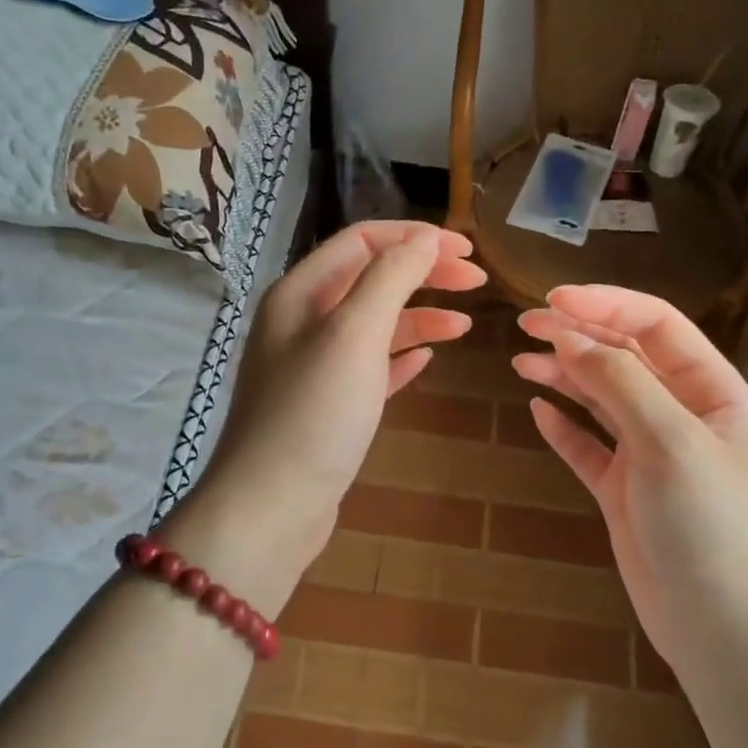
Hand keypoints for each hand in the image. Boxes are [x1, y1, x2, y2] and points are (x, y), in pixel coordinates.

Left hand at [176, 222, 485, 604]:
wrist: (271, 509)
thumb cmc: (314, 414)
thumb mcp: (355, 334)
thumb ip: (390, 278)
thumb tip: (425, 238)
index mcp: (300, 293)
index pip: (362, 242)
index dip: (415, 238)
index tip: (468, 251)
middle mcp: (302, 322)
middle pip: (371, 279)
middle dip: (423, 274)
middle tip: (477, 283)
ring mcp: (314, 367)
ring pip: (374, 325)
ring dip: (419, 317)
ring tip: (464, 326)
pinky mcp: (327, 406)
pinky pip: (371, 367)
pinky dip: (401, 356)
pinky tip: (429, 359)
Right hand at [514, 285, 747, 678]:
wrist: (726, 631)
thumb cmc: (711, 525)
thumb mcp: (670, 441)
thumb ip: (619, 383)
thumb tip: (568, 337)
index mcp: (711, 391)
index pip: (656, 326)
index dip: (605, 305)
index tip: (553, 300)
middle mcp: (681, 415)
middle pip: (624, 358)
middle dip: (577, 335)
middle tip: (524, 324)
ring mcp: (651, 455)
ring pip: (601, 399)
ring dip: (564, 375)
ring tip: (521, 362)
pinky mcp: (625, 492)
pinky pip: (589, 447)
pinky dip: (563, 428)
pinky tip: (538, 411)